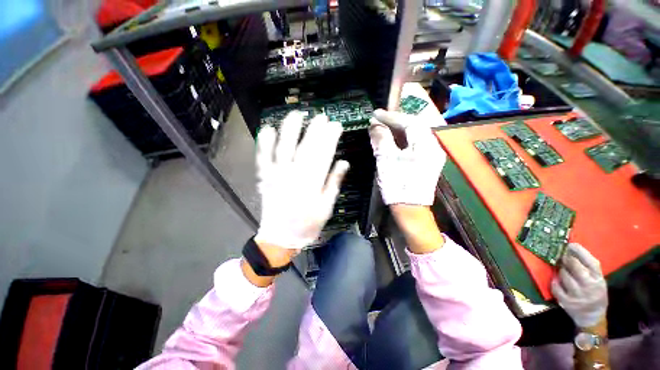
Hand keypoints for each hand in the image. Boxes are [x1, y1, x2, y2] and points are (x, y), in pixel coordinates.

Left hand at [255, 111, 348, 249]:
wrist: (281, 237)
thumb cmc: (307, 224)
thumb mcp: (326, 207)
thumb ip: (334, 183)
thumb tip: (344, 162)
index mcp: (312, 183)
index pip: (323, 154)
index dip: (330, 138)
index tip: (336, 126)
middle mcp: (294, 174)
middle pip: (306, 147)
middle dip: (315, 130)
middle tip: (322, 117)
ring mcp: (277, 174)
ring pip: (284, 147)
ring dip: (290, 129)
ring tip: (297, 114)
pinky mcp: (265, 178)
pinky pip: (263, 158)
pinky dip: (264, 143)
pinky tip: (268, 129)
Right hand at [369, 109, 445, 205]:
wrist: (409, 210)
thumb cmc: (397, 185)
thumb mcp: (386, 160)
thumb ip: (381, 139)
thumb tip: (374, 124)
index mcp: (426, 145)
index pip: (410, 122)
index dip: (391, 117)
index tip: (375, 114)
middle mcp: (433, 147)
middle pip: (415, 127)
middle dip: (396, 122)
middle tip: (379, 120)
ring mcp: (431, 156)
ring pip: (414, 136)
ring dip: (398, 131)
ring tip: (383, 128)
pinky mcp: (426, 164)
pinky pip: (414, 146)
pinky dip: (401, 141)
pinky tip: (391, 141)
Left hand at [552, 243, 607, 327]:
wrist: (592, 317)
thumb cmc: (595, 293)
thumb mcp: (597, 280)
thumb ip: (588, 267)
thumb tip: (572, 249)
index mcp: (599, 279)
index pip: (590, 261)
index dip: (578, 251)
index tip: (570, 244)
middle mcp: (589, 286)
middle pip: (575, 266)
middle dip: (566, 259)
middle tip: (562, 256)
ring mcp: (577, 295)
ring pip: (563, 275)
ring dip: (560, 270)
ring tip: (562, 270)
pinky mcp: (566, 302)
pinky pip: (555, 286)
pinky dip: (554, 282)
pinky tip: (557, 281)